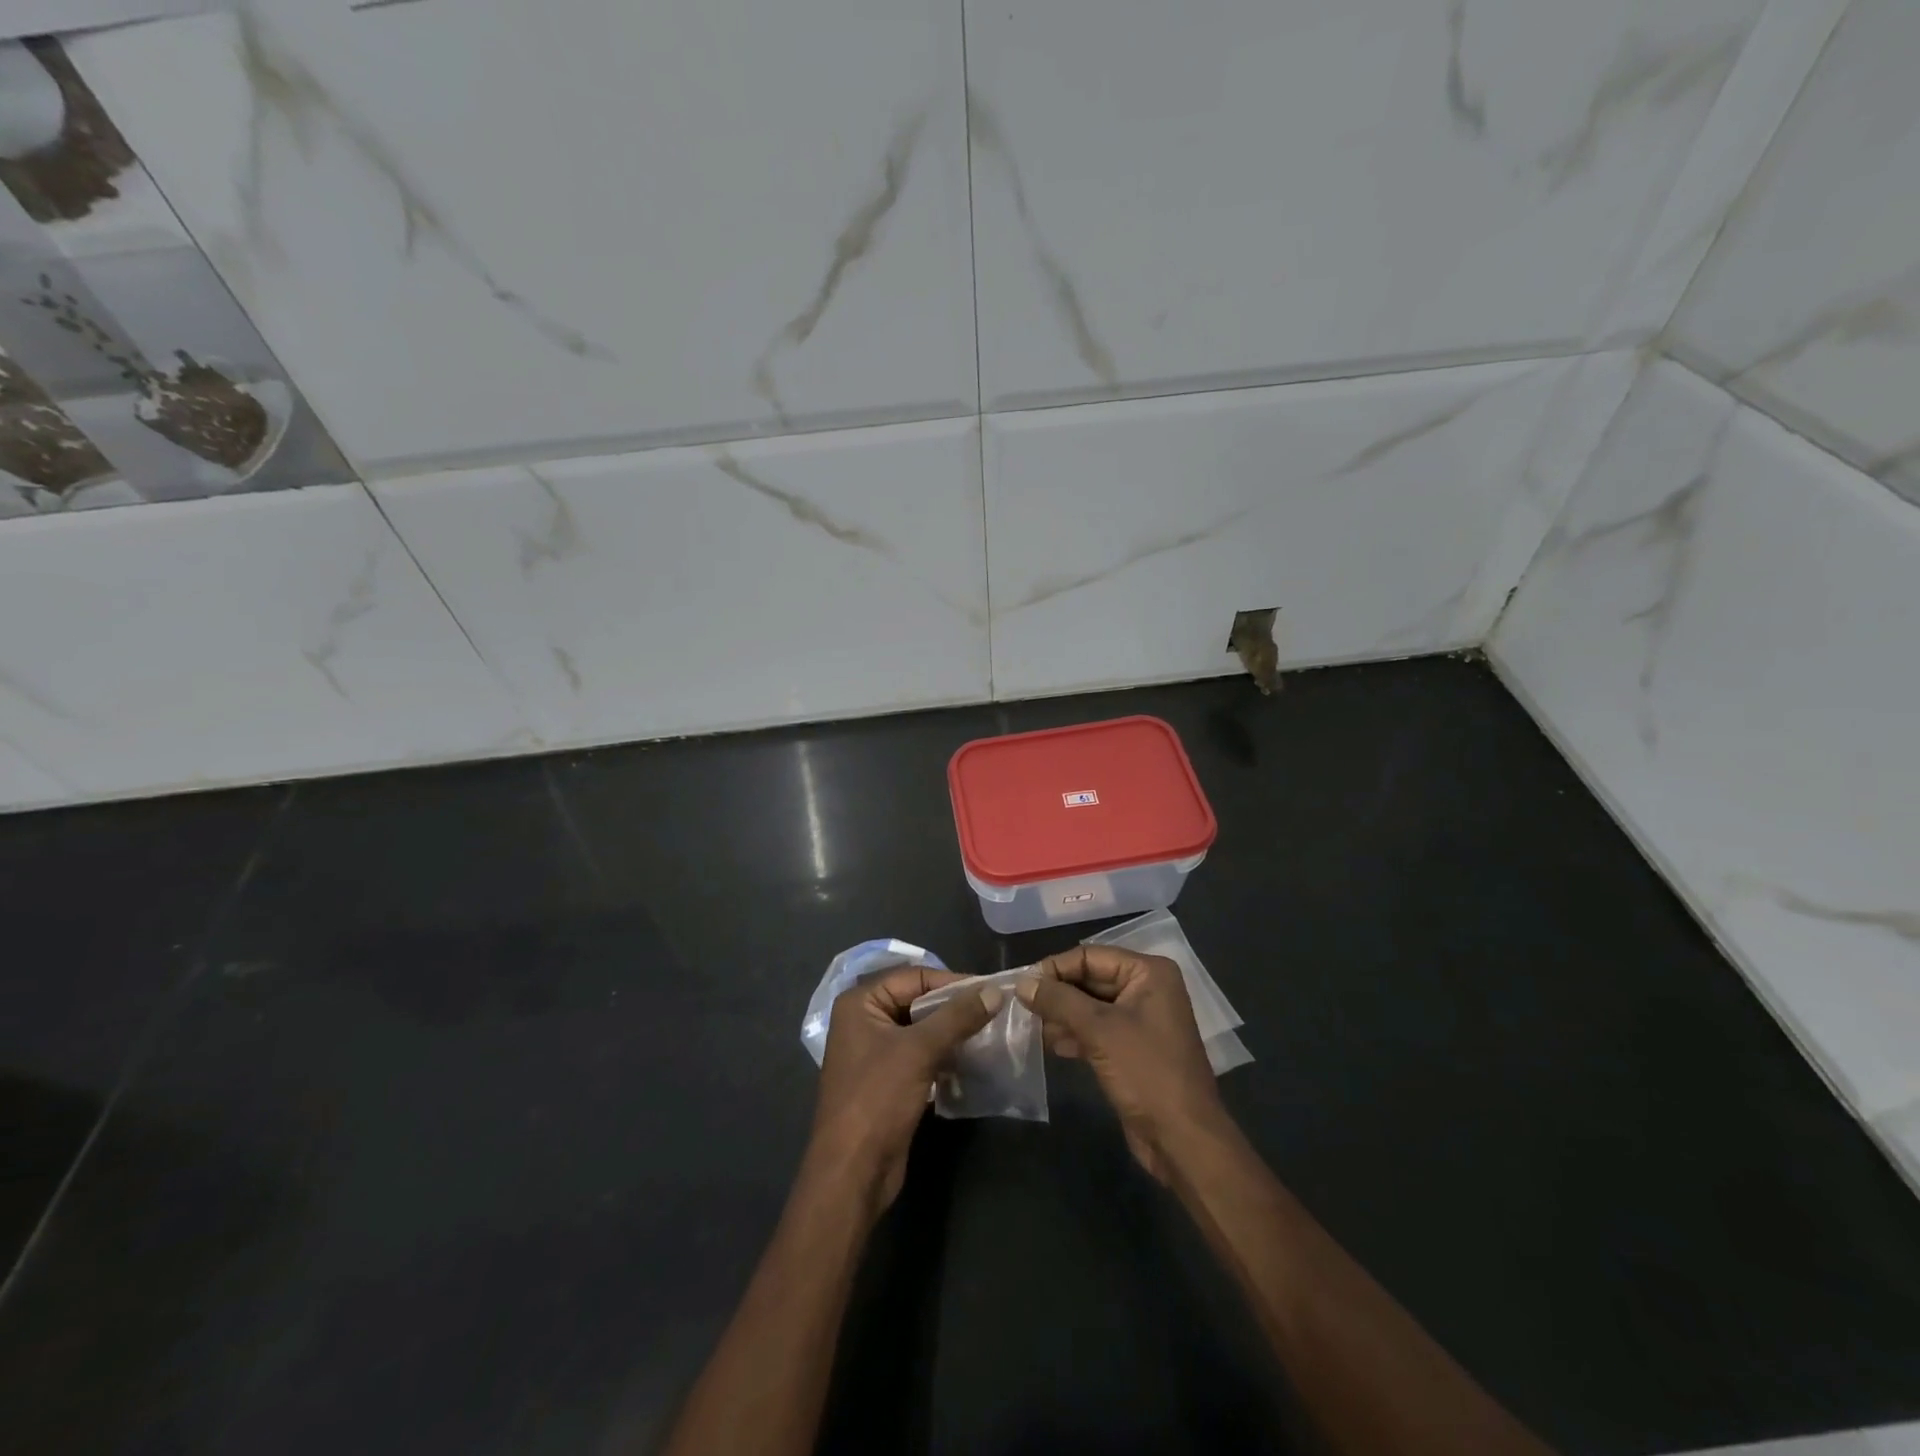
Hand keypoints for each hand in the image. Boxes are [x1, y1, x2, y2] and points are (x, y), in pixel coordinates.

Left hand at [808, 966, 999, 1215]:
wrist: (853, 1173)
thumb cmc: (878, 1099)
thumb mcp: (919, 1051)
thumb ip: (957, 1017)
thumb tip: (994, 991)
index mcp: (861, 1003)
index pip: (914, 977)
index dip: (952, 982)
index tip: (990, 992)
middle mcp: (864, 1020)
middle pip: (918, 1001)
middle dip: (954, 1008)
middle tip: (994, 1012)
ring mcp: (875, 1052)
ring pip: (922, 1030)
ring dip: (953, 1033)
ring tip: (990, 1035)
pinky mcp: (888, 1080)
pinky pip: (921, 1055)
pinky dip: (945, 1055)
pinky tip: (973, 1061)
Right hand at [1017, 945, 1226, 1180]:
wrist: (1183, 1140)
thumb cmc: (1146, 1073)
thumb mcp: (1099, 1031)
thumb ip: (1059, 1001)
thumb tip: (1022, 983)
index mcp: (1148, 973)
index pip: (1090, 956)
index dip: (1055, 968)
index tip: (1022, 984)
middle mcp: (1146, 989)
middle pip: (1090, 979)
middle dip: (1057, 994)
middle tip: (1022, 1007)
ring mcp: (1140, 1020)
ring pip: (1090, 1006)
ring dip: (1062, 1016)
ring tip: (1034, 1029)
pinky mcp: (1132, 1048)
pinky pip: (1097, 1030)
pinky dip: (1075, 1034)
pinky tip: (1053, 1046)